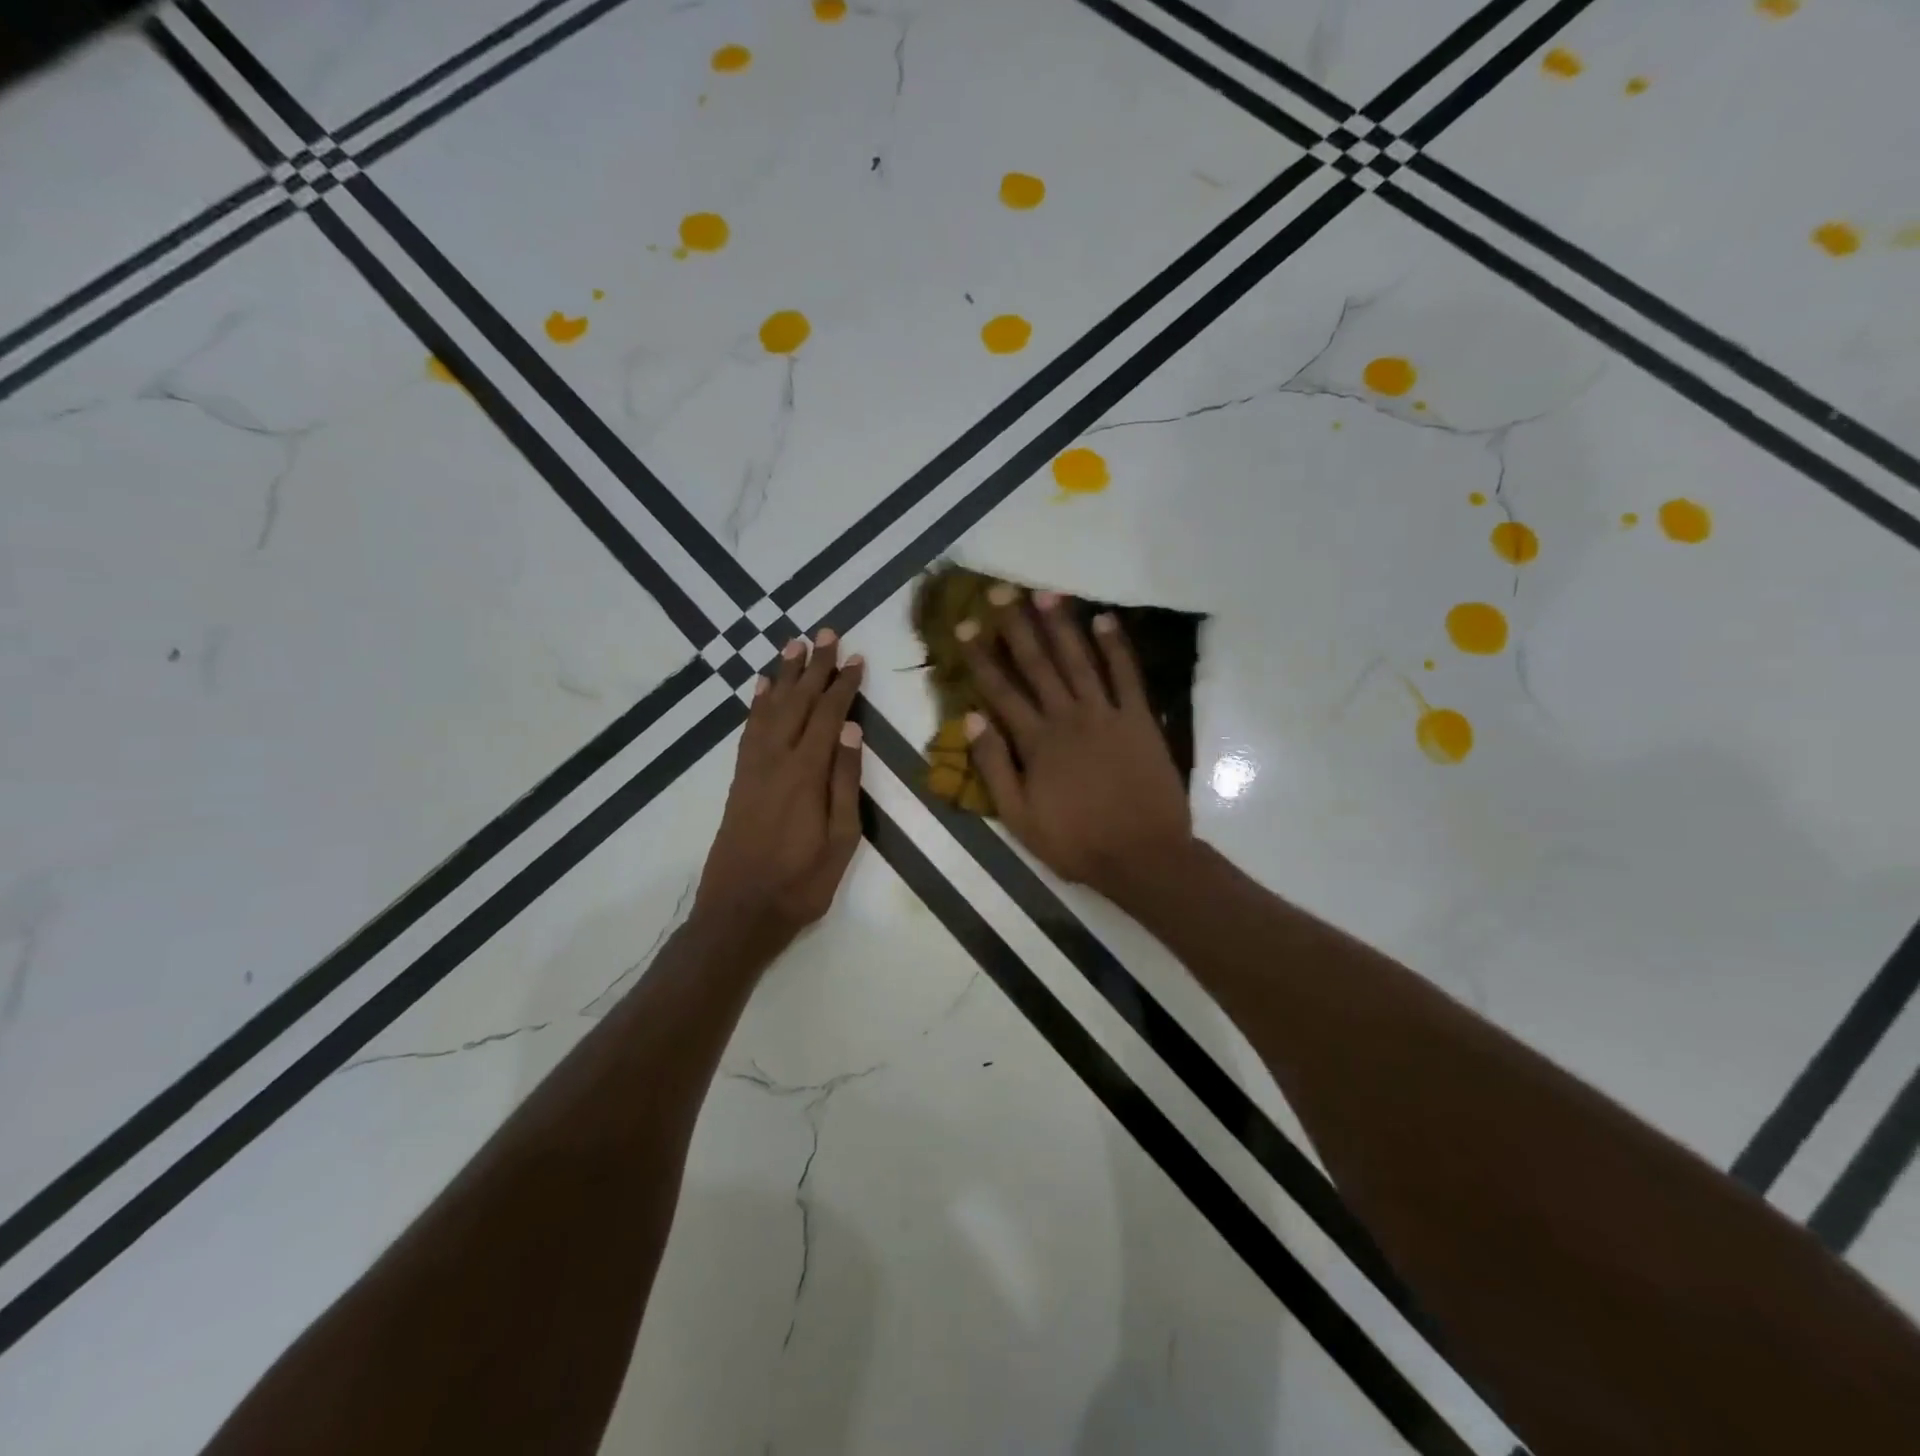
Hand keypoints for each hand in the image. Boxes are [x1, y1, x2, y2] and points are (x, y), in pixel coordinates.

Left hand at [696, 630, 864, 944]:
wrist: (739, 912)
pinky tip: (761, 688)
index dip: (843, 684)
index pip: (828, 715)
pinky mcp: (740, 780)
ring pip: (769, 709)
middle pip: (797, 702)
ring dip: (783, 675)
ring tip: (795, 645)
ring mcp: (753, 768)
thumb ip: (844, 781)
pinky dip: (756, 704)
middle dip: (814, 666)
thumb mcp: (841, 839)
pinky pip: (748, 730)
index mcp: (805, 774)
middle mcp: (775, 760)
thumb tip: (851, 729)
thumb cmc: (801, 883)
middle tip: (826, 633)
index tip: (855, 657)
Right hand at [959, 589, 1192, 901]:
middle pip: (1037, 665)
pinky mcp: (1139, 719)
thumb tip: (970, 720)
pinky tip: (1105, 620)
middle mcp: (1067, 718)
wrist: (1143, 855)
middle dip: (1017, 627)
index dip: (981, 657)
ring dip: (1062, 626)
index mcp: (1036, 742)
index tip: (966, 626)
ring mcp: (1106, 715)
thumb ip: (994, 767)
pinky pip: (1126, 676)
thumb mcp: (1019, 817)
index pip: (1000, 690)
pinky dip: (1116, 647)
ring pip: (1079, 661)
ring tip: (1046, 594)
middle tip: (1001, 591)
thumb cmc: (1076, 842)